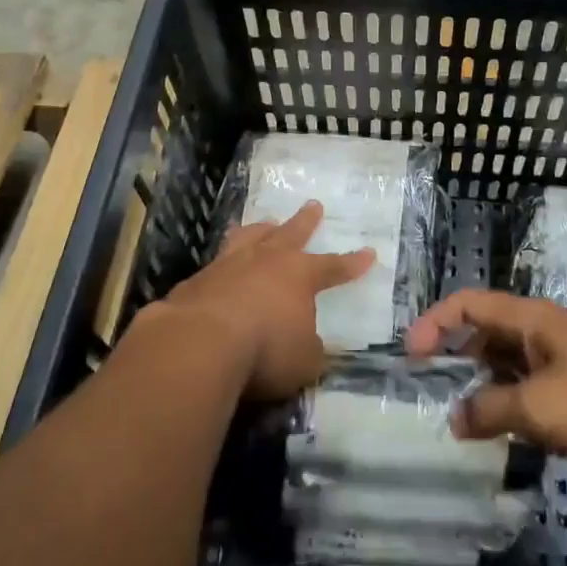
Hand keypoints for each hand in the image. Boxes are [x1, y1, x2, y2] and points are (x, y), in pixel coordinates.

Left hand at [160, 201, 373, 399]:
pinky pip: (217, 262)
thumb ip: (310, 350)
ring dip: (259, 229)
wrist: (200, 342)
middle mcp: (266, 260)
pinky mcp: (198, 279)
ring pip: (249, 237)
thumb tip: (310, 344)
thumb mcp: (304, 361)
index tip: (368, 253)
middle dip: (305, 221)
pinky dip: (224, 261)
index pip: (333, 266)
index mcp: (300, 275)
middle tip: (313, 205)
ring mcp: (228, 265)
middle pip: (290, 233)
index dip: (352, 263)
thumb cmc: (265, 349)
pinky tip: (219, 267)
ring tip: (264, 222)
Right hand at [405, 289, 566, 474]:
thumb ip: (490, 411)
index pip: (467, 304)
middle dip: (457, 356)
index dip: (434, 322)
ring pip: (513, 360)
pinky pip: (537, 381)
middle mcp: (544, 327)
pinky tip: (514, 430)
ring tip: (467, 418)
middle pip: (487, 330)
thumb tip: (455, 418)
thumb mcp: (538, 407)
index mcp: (528, 318)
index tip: (411, 356)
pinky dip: (516, 398)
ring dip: (486, 382)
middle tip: (433, 390)